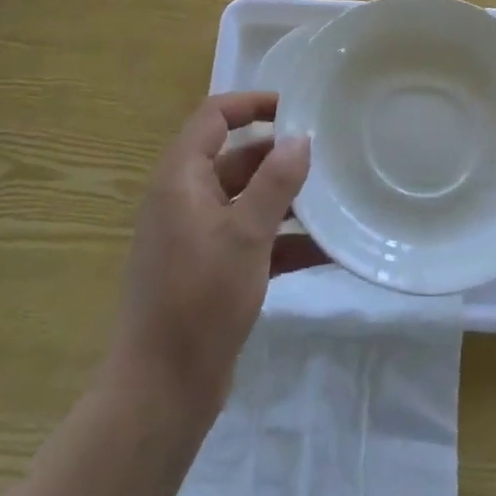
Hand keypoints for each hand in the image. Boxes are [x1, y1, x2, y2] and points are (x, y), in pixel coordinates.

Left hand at [111, 92, 310, 419]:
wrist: (161, 391)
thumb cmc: (199, 299)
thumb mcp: (246, 235)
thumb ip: (275, 182)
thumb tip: (300, 139)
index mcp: (181, 178)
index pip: (213, 116)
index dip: (251, 104)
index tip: (295, 108)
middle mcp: (184, 199)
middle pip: (235, 158)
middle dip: (279, 157)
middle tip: (327, 155)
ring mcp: (196, 236)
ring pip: (246, 200)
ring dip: (286, 200)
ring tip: (334, 198)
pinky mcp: (210, 270)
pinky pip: (250, 239)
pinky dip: (282, 240)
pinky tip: (326, 249)